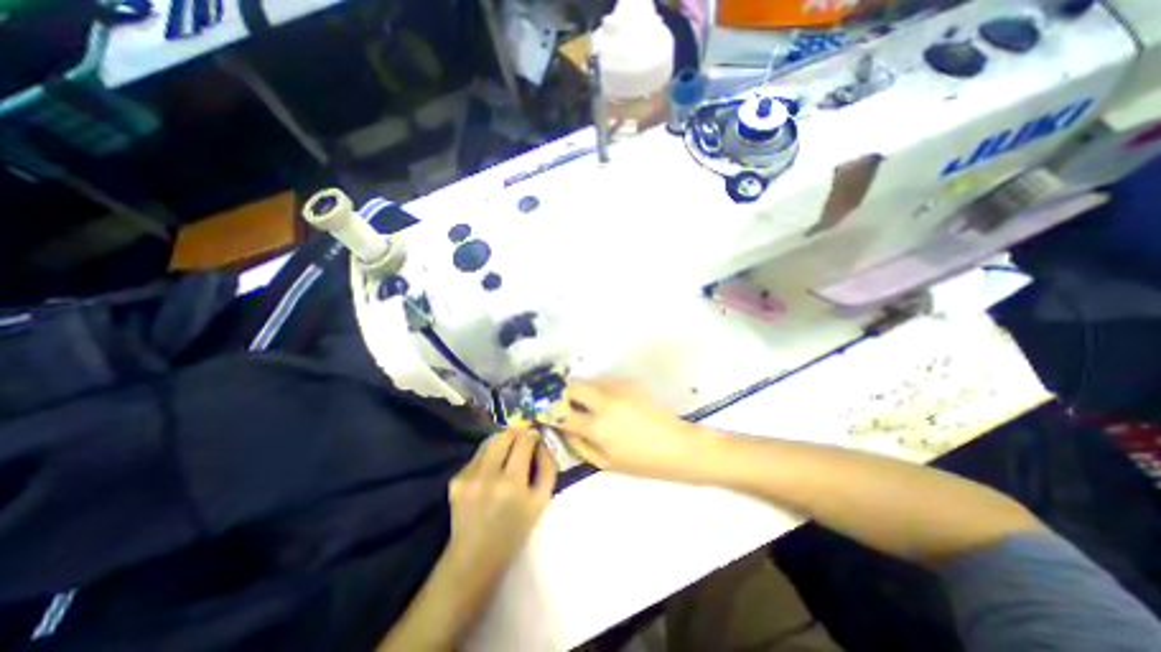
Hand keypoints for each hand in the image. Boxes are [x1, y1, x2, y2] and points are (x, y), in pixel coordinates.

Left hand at [444, 427, 553, 580]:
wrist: (475, 558)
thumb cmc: (514, 531)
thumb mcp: (541, 502)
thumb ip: (547, 468)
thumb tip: (543, 443)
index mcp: (512, 483)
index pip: (523, 441)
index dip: (532, 433)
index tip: (536, 434)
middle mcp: (488, 475)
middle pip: (504, 435)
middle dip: (517, 431)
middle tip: (523, 435)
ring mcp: (468, 476)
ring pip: (489, 441)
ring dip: (502, 439)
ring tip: (509, 446)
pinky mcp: (456, 479)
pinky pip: (477, 455)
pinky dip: (489, 454)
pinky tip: (493, 465)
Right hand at [546, 380, 716, 481]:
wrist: (678, 446)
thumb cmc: (642, 462)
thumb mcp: (605, 463)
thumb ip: (579, 444)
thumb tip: (563, 428)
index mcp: (597, 427)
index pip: (561, 411)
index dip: (549, 411)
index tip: (545, 412)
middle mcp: (605, 401)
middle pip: (573, 385)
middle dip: (566, 395)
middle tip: (571, 408)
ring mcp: (619, 388)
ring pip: (591, 382)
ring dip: (586, 393)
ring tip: (597, 409)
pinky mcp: (631, 382)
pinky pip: (607, 383)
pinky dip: (603, 392)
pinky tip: (616, 407)